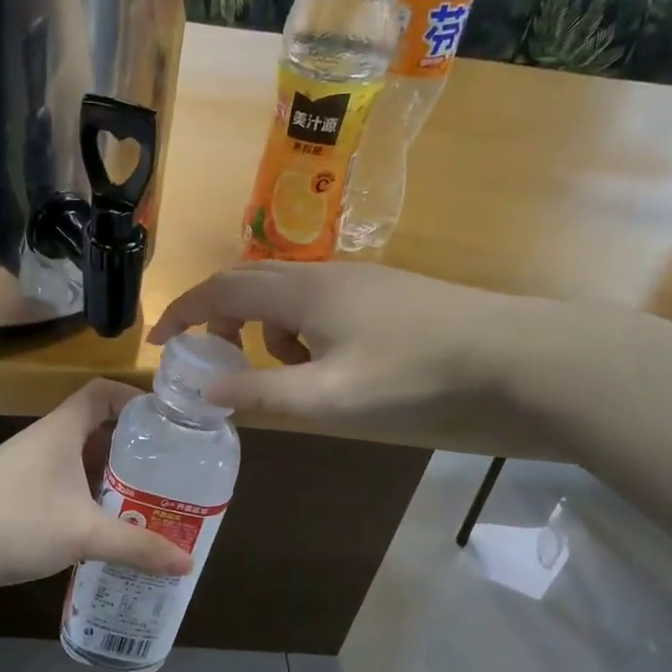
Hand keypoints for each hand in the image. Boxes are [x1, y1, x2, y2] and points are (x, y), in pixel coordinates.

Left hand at [0, 380, 192, 604]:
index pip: (101, 393)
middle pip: (92, 432)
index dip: (133, 399)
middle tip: (165, 475)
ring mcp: (21, 473)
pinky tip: (98, 536)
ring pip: (74, 467)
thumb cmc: (13, 522)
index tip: (165, 424)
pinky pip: (56, 494)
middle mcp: (41, 444)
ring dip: (105, 483)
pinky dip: (81, 506)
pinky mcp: (8, 502)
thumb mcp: (83, 534)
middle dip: (129, 452)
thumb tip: (187, 562)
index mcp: (59, 431)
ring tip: (141, 507)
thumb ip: (136, 546)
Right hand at [149, 263, 562, 450]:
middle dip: (221, 318)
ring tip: (288, 374)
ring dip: (268, 331)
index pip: (221, 289)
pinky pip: (321, 304)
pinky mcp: (386, 294)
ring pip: (288, 295)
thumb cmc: (412, 376)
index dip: (183, 311)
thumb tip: (205, 390)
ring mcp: (359, 280)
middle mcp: (324, 274)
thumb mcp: (327, 398)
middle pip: (251, 283)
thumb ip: (261, 393)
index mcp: (301, 291)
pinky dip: (304, 332)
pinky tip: (333, 365)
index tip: (159, 340)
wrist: (512, 356)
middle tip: (214, 359)